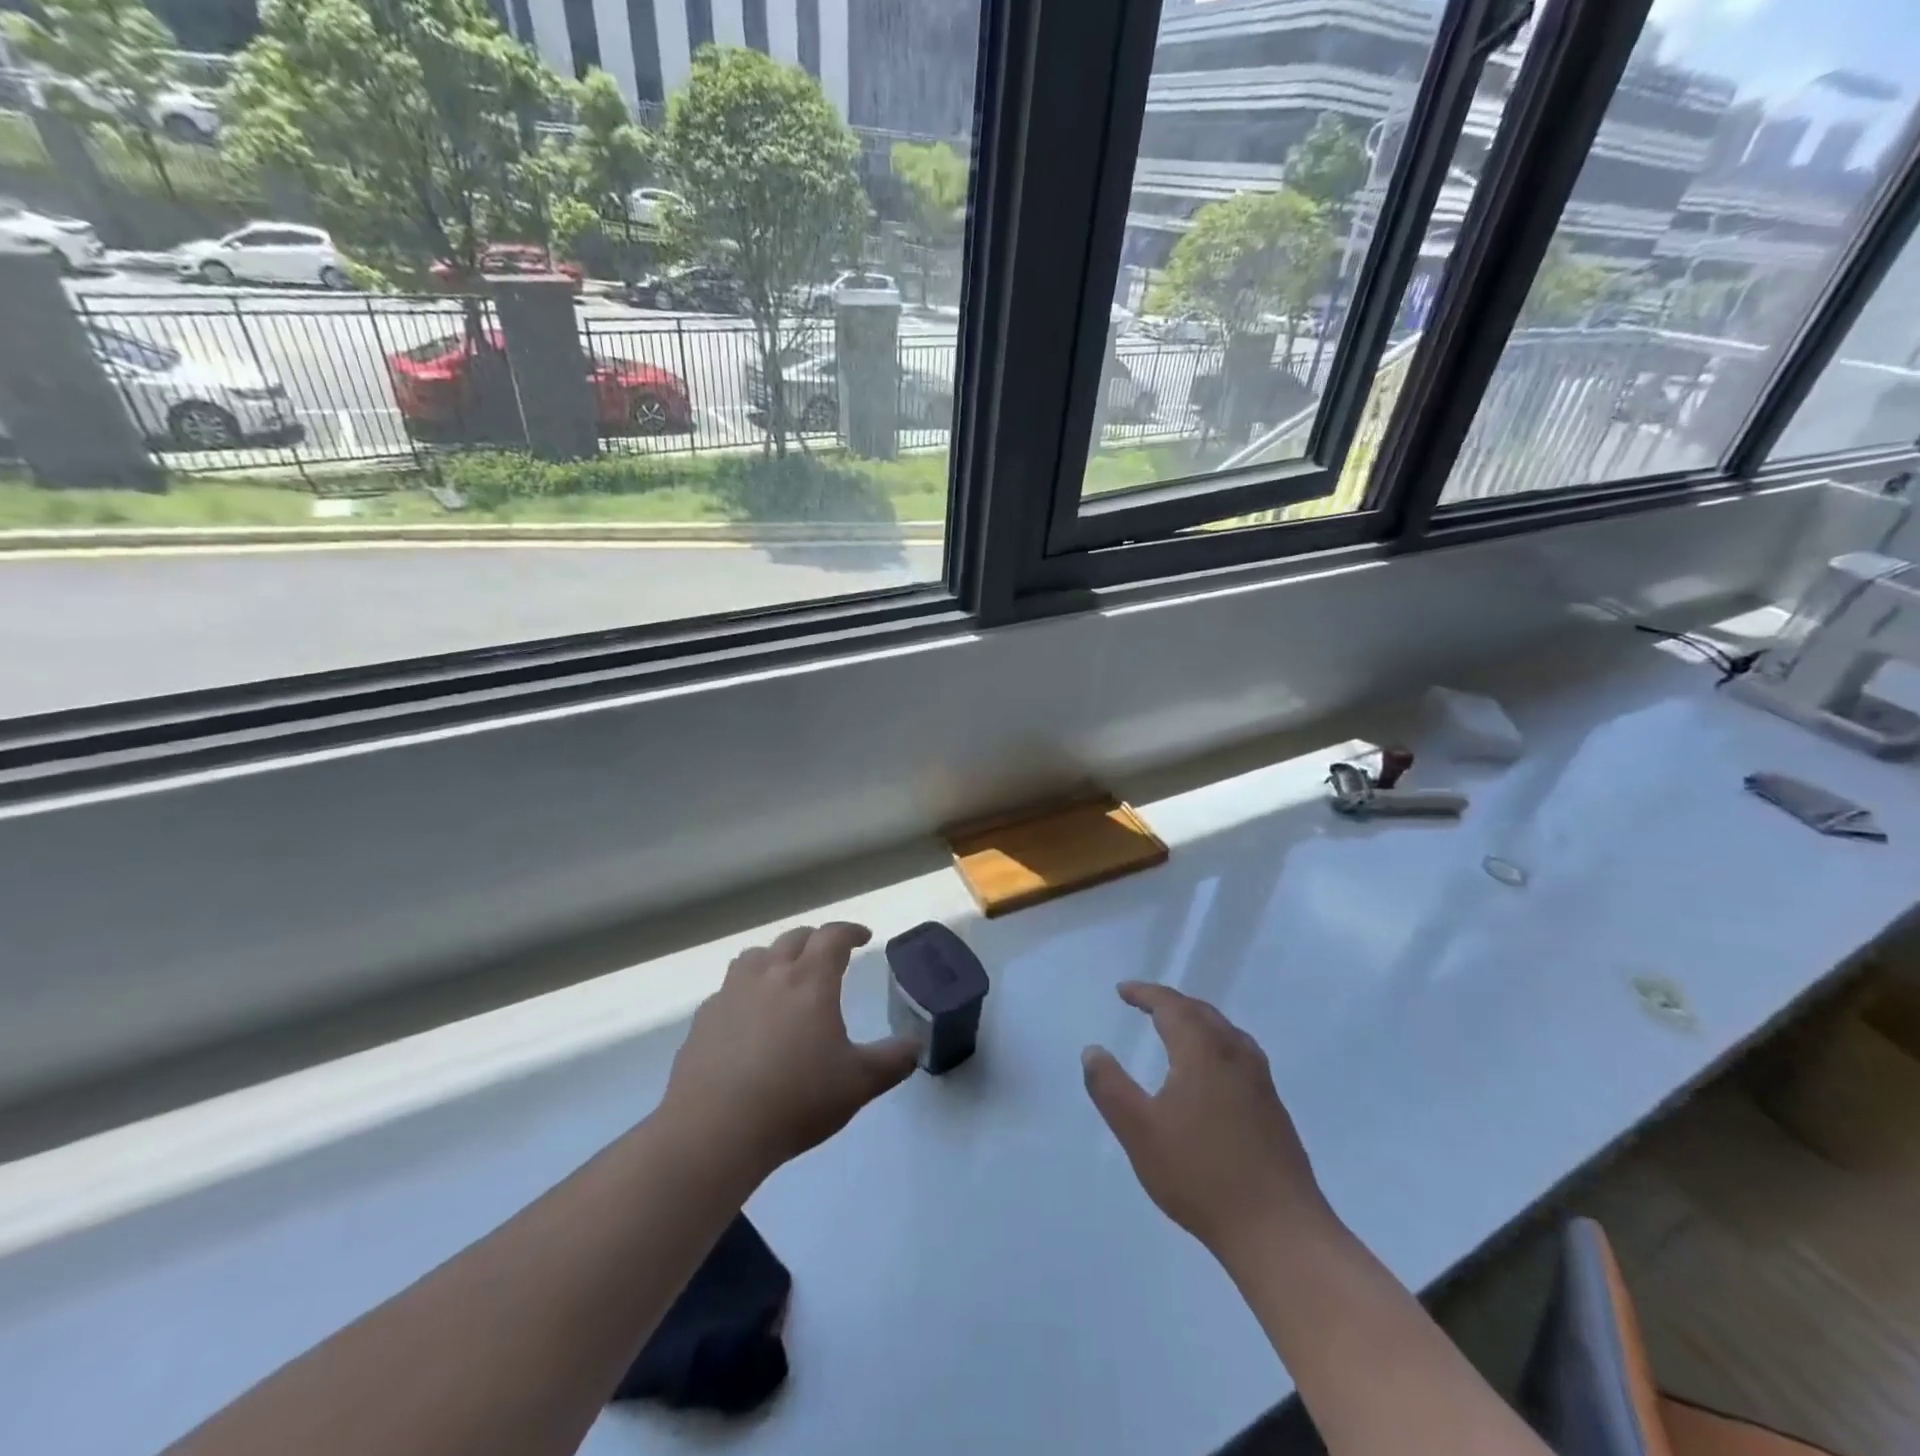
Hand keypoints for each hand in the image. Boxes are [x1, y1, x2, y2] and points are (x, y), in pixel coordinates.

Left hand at [661, 923, 919, 1179]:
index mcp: (810, 980)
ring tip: (785, 976)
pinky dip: (745, 991)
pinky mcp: (703, 1020)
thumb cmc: (795, 1100)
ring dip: (775, 957)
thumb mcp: (858, 1084)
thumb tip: (916, 1045)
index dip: (850, 931)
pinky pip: (728, 990)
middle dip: (815, 941)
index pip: (832, 937)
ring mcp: (730, 994)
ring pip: (755, 957)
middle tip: (828, 955)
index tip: (863, 937)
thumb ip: (892, 1061)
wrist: (714, 1131)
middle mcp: (769, 975)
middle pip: (793, 939)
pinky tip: (748, 1019)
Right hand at [1082, 982, 1332, 1261]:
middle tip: (1144, 1004)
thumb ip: (1110, 1087)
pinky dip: (1214, 1043)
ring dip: (1195, 1021)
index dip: (1145, 994)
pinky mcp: (1273, 1107)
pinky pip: (1238, 1053)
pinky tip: (1209, 1071)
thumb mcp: (1139, 1132)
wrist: (1279, 1231)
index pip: (1171, 1005)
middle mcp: (1235, 1054)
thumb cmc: (1201, 1175)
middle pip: (1201, 1012)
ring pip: (1224, 1032)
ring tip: (1174, 1029)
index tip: (1122, 991)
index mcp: (1203, 1050)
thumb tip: (1092, 1051)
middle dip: (1170, 1003)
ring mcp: (1260, 1081)